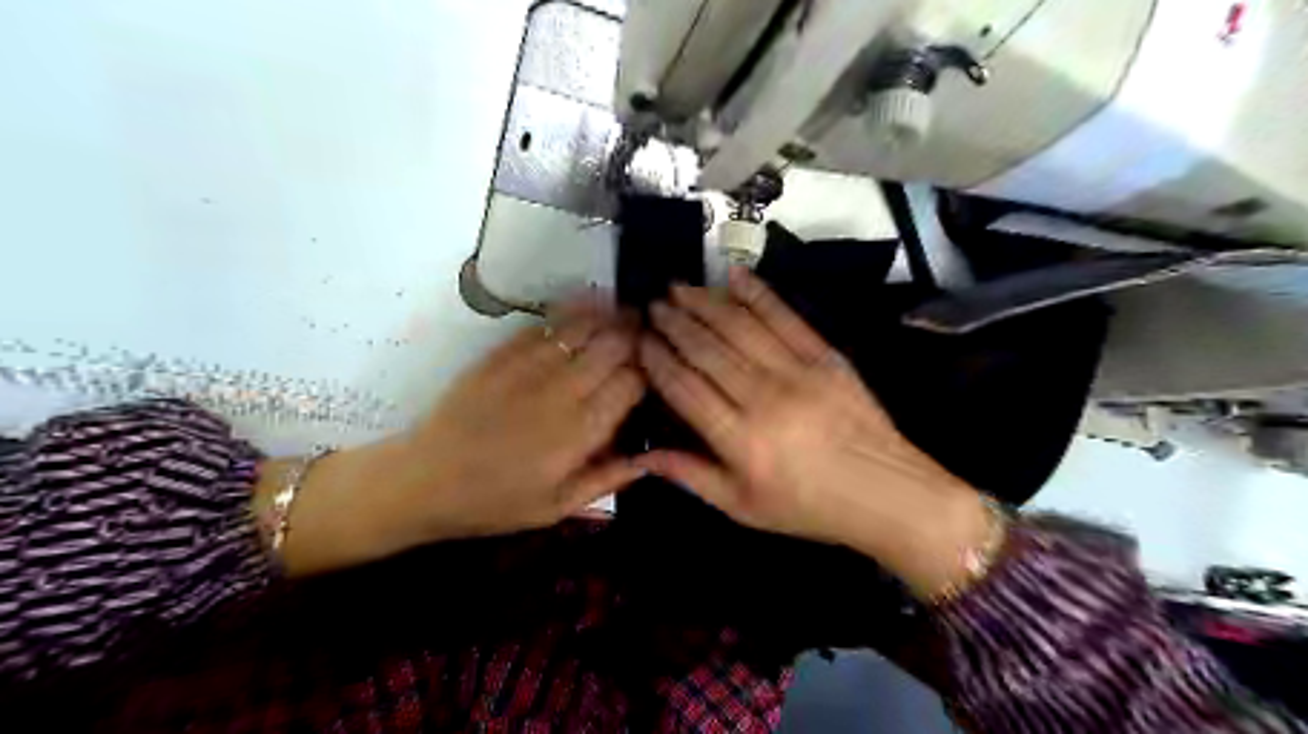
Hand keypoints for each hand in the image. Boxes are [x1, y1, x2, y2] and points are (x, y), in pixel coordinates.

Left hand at [266, 304, 649, 579]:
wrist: (425, 480)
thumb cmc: (496, 502)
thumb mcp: (558, 507)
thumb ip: (609, 479)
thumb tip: (655, 458)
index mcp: (579, 433)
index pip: (632, 383)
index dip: (652, 369)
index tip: (660, 368)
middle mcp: (560, 392)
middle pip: (614, 347)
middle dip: (638, 336)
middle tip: (651, 333)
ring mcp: (529, 368)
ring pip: (584, 328)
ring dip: (612, 317)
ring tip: (628, 314)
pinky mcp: (502, 354)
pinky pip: (547, 324)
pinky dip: (574, 312)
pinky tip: (590, 307)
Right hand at [634, 267, 992, 597]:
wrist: (886, 493)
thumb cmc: (808, 508)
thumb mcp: (743, 508)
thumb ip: (691, 476)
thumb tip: (642, 456)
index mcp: (740, 440)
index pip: (685, 388)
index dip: (658, 361)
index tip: (639, 341)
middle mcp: (763, 398)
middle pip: (708, 351)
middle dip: (675, 324)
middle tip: (653, 305)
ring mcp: (797, 372)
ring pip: (740, 327)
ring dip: (705, 303)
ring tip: (679, 287)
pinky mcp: (825, 356)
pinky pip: (786, 318)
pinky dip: (759, 294)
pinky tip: (734, 276)